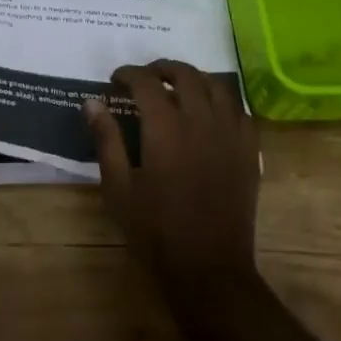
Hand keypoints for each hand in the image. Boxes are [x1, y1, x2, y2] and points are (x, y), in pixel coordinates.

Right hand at [86, 60, 259, 300]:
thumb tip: (92, 102)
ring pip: (216, 85)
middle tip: (145, 78)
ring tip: (178, 89)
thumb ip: (106, 140)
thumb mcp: (119, 188)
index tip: (116, 79)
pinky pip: (239, 109)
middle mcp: (201, 120)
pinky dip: (221, 101)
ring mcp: (230, 133)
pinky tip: (210, 113)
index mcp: (166, 128)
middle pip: (185, 74)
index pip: (146, 81)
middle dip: (161, 69)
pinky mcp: (249, 150)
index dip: (128, 73)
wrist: (209, 271)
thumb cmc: (156, 232)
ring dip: (194, 79)